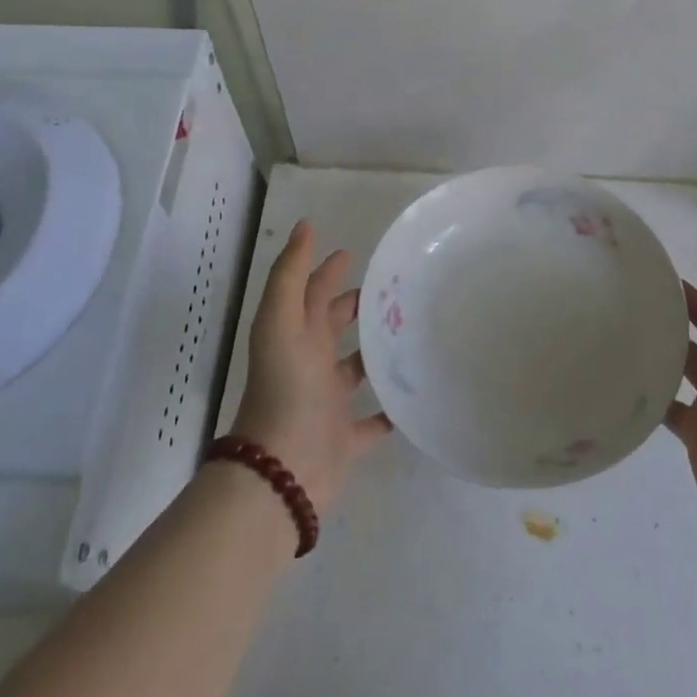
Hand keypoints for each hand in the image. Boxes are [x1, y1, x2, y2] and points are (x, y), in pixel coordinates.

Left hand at [231, 221, 391, 515]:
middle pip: (334, 326)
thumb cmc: (285, 389)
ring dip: (377, 351)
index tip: (354, 252)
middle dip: (358, 305)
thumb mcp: (280, 322)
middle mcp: (310, 364)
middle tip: (397, 289)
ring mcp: (328, 402)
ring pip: (357, 368)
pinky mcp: (346, 437)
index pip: (314, 292)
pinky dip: (391, 409)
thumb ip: (291, 275)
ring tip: (414, 332)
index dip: (328, 270)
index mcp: (295, 335)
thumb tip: (306, 226)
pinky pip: (373, 420)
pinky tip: (416, 394)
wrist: (282, 471)